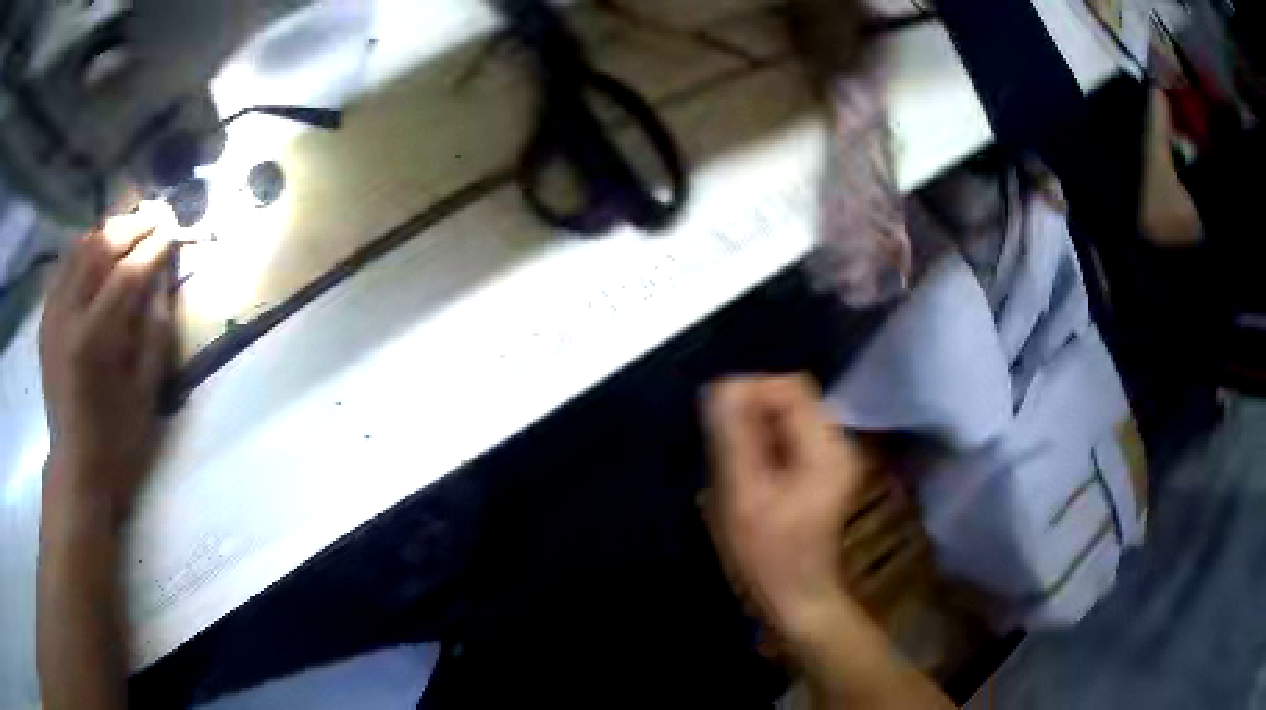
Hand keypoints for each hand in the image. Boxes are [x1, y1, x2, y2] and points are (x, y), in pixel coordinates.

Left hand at [40, 202, 177, 528]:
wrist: (76, 469)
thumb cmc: (116, 443)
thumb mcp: (145, 396)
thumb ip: (155, 332)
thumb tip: (164, 280)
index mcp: (94, 340)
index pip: (128, 273)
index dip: (154, 247)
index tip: (175, 231)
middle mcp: (68, 316)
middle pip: (100, 248)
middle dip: (132, 227)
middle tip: (156, 218)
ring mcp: (52, 315)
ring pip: (79, 248)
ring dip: (107, 231)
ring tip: (129, 228)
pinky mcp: (46, 319)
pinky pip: (64, 266)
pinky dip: (83, 249)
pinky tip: (97, 250)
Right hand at [703, 374, 866, 643]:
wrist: (798, 597)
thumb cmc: (768, 556)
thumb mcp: (743, 497)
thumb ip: (733, 439)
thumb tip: (722, 388)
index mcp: (826, 447)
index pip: (790, 386)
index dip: (751, 392)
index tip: (719, 422)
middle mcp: (838, 443)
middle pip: (791, 398)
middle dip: (752, 412)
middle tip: (722, 447)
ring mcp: (834, 457)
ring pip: (788, 417)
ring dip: (756, 429)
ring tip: (733, 462)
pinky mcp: (824, 470)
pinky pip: (791, 436)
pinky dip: (766, 443)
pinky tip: (750, 473)